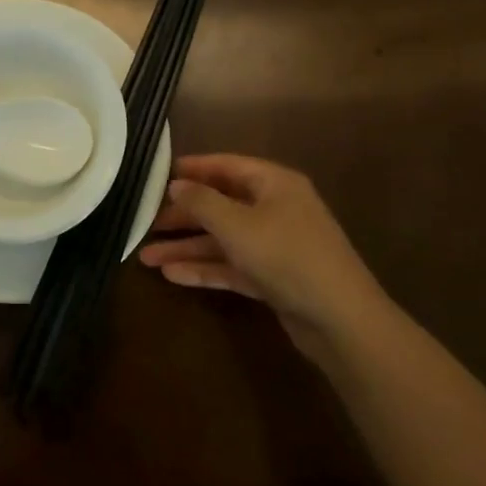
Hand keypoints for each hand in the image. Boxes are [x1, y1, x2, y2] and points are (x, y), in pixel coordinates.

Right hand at [138, 154, 386, 361]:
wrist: (340, 320)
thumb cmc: (287, 256)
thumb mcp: (237, 225)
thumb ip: (201, 202)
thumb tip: (175, 185)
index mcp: (274, 184)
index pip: (226, 166)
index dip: (191, 169)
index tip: (156, 175)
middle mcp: (275, 209)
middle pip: (220, 205)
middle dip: (182, 216)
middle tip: (145, 223)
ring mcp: (275, 245)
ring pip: (222, 239)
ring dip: (186, 247)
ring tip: (146, 257)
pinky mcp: (273, 277)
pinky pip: (232, 266)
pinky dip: (205, 269)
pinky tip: (172, 276)